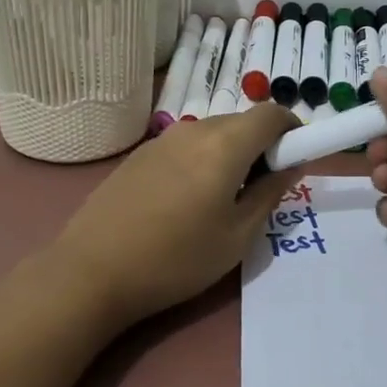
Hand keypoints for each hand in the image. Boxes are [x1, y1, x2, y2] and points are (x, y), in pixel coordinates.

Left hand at [47, 104, 302, 327]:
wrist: (91, 273)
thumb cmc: (176, 259)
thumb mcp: (237, 236)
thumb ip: (271, 193)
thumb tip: (293, 164)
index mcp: (225, 146)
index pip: (271, 114)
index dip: (292, 129)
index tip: (295, 159)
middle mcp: (193, 131)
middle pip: (241, 122)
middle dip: (261, 146)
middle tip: (260, 190)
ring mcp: (161, 141)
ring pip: (211, 134)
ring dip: (230, 154)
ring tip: (221, 201)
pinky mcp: (138, 155)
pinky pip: (185, 146)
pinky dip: (201, 160)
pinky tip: (185, 203)